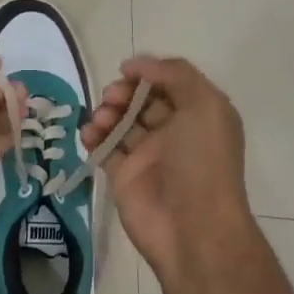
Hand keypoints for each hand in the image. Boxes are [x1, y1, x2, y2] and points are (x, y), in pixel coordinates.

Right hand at [80, 55, 258, 283]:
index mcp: (199, 115)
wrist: (192, 227)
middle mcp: (175, 132)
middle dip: (123, 92)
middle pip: (142, 100)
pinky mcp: (124, 176)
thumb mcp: (204, 105)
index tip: (126, 71)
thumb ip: (175, 75)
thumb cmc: (202, 162)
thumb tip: (138, 66)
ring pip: (121, 122)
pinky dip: (93, 136)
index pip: (169, 83)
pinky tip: (88, 134)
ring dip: (106, 112)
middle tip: (112, 97)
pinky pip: (104, 148)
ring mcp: (148, 155)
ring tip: (100, 120)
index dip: (148, 73)